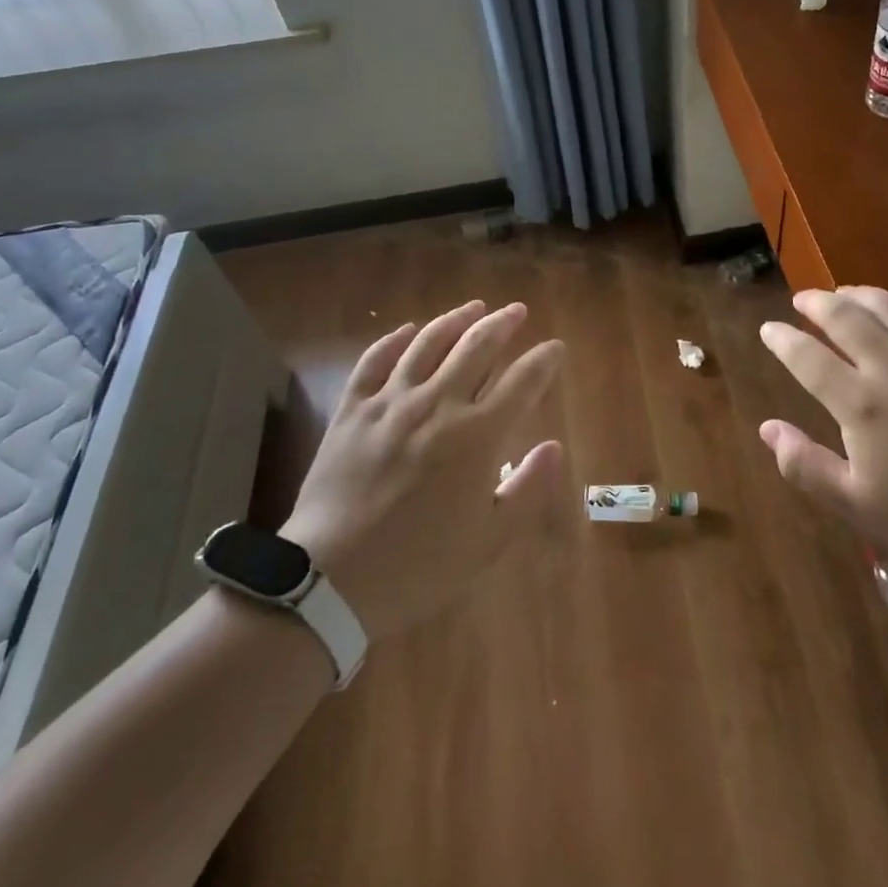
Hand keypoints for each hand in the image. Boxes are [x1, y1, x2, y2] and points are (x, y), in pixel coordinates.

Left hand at [281, 300, 571, 643]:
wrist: (331, 580)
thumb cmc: (420, 565)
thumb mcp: (490, 540)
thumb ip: (528, 488)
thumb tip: (554, 446)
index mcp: (477, 435)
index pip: (523, 382)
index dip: (544, 360)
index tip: (555, 347)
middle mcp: (438, 404)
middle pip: (477, 347)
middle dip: (503, 323)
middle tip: (516, 310)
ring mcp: (390, 402)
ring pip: (428, 343)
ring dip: (455, 319)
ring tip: (473, 306)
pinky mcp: (352, 410)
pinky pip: (374, 360)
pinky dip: (393, 340)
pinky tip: (407, 330)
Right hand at [758, 287, 887, 577]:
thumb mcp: (858, 504)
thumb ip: (806, 466)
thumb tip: (768, 428)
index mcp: (860, 403)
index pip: (807, 357)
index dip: (782, 340)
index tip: (768, 329)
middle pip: (845, 317)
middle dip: (816, 303)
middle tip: (802, 300)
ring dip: (859, 294)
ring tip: (843, 292)